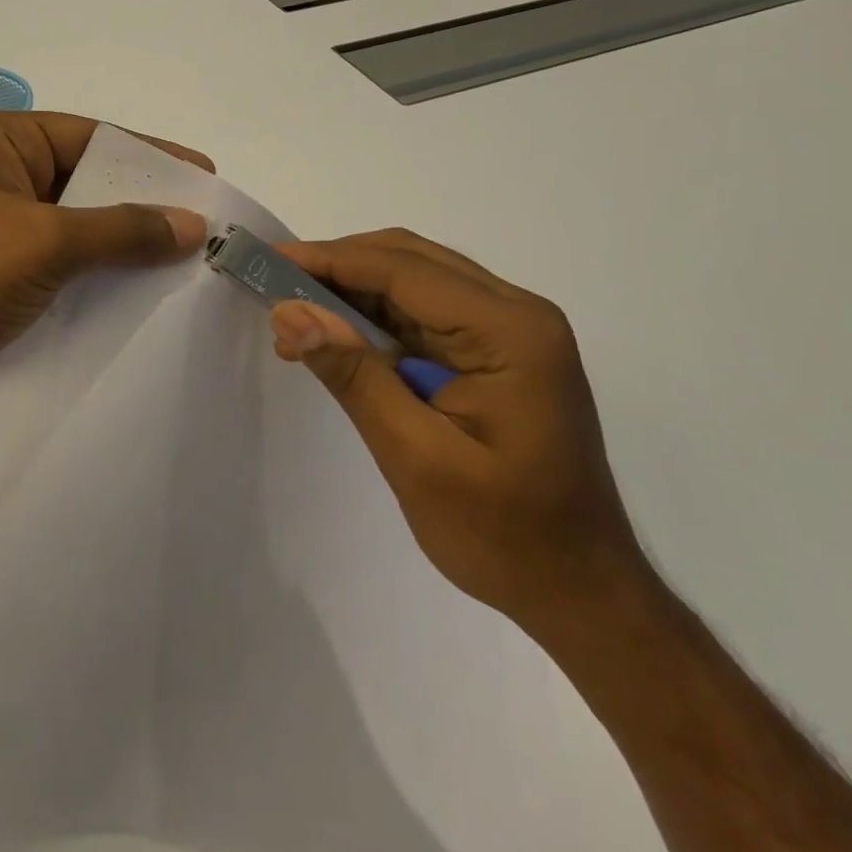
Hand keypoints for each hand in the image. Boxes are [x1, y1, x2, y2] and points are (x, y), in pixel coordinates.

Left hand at [0, 112, 209, 419]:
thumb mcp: (44, 243)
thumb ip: (122, 230)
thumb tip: (193, 223)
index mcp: (1, 142)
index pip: (94, 138)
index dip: (152, 157)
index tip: (206, 177)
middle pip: (87, 184)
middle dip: (142, 207)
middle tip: (204, 227)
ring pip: (76, 230)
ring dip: (122, 248)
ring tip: (185, 266)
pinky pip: (59, 267)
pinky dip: (96, 279)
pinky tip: (139, 297)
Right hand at [269, 230, 651, 641]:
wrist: (581, 593)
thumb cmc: (505, 536)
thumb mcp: (417, 457)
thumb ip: (354, 376)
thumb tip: (289, 312)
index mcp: (510, 331)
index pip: (403, 270)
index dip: (330, 259)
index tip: (269, 258)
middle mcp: (517, 312)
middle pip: (411, 260)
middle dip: (338, 266)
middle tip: (274, 283)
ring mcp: (512, 329)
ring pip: (415, 280)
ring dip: (353, 289)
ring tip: (295, 312)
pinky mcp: (498, 350)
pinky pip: (426, 312)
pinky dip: (376, 317)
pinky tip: (338, 336)